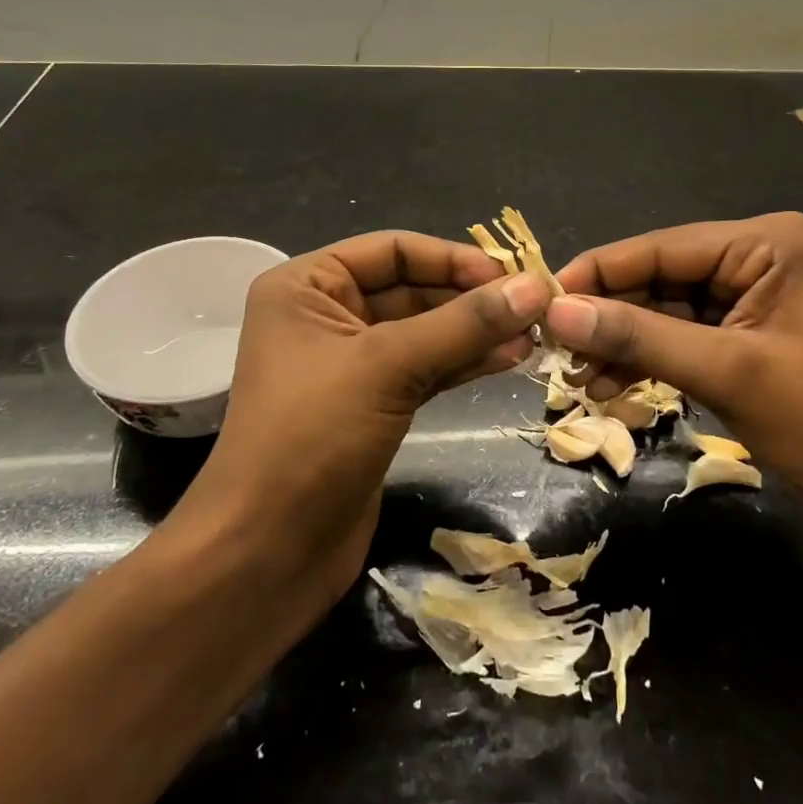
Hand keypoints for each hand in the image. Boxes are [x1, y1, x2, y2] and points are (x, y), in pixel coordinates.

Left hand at [172, 232, 549, 614]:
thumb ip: (463, 324)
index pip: (392, 250)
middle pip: (411, 288)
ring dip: (475, 331)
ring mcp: (350, 363)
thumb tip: (535, 287)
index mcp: (308, 285)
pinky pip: (425, 367)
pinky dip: (464, 362)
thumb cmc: (312, 438)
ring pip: (424, 330)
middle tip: (534, 308)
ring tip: (532, 335)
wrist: (267, 553)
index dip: (453, 258)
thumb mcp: (387, 366)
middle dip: (470, 297)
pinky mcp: (372, 404)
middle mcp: (326, 314)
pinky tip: (508, 359)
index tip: (511, 276)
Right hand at [548, 213, 802, 508]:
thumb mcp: (726, 371)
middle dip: (609, 314)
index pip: (662, 247)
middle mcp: (757, 256)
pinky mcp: (744, 332)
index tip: (541, 297)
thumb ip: (640, 336)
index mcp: (766, 242)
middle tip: (553, 345)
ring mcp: (750, 295)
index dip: (599, 271)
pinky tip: (610, 386)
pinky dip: (647, 358)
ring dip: (622, 341)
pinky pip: (681, 334)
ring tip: (576, 376)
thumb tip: (559, 312)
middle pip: (659, 276)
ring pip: (664, 308)